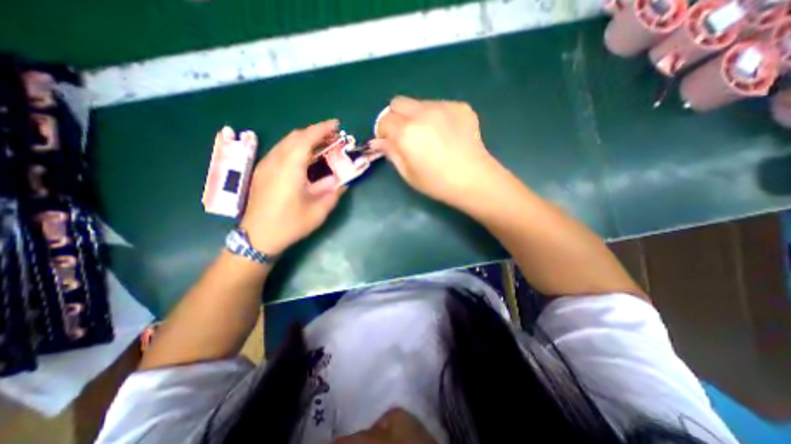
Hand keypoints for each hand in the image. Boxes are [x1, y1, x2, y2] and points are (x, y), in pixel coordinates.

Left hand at [238, 120, 342, 254]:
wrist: (258, 237)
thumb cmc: (290, 223)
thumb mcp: (319, 210)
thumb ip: (333, 192)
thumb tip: (341, 181)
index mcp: (290, 167)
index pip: (306, 138)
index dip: (322, 128)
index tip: (336, 125)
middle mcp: (275, 160)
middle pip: (295, 136)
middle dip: (314, 132)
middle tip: (332, 138)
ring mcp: (265, 165)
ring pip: (285, 142)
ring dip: (304, 139)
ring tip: (320, 146)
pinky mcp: (261, 172)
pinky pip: (279, 151)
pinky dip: (294, 148)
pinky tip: (303, 159)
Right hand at [370, 95, 499, 204]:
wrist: (474, 180)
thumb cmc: (437, 183)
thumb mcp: (408, 174)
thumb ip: (391, 153)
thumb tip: (378, 141)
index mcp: (406, 133)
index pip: (384, 120)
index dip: (383, 132)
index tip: (388, 142)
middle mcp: (422, 113)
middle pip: (398, 102)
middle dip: (395, 117)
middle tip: (405, 135)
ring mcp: (443, 107)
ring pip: (419, 103)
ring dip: (416, 116)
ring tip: (429, 136)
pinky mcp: (460, 107)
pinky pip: (439, 105)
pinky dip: (436, 116)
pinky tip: (446, 134)